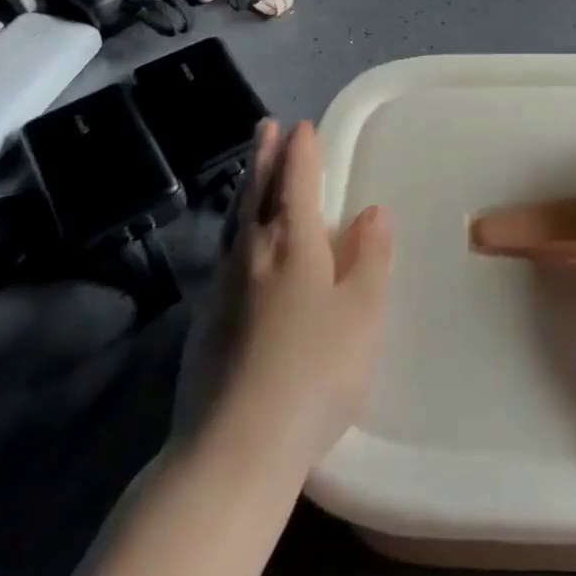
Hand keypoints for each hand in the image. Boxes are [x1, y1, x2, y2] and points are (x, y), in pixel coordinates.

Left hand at [224, 119, 391, 467]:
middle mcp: (252, 253)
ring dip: (245, 187)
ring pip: (235, 220)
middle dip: (264, 156)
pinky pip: (225, 251)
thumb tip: (371, 212)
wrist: (233, 450)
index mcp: (292, 243)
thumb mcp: (362, 314)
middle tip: (265, 127)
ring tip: (249, 169)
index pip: (296, 181)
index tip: (301, 126)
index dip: (301, 152)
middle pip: (257, 191)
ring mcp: (223, 286)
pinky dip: (234, 226)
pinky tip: (237, 242)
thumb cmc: (314, 373)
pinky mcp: (205, 321)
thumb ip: (369, 257)